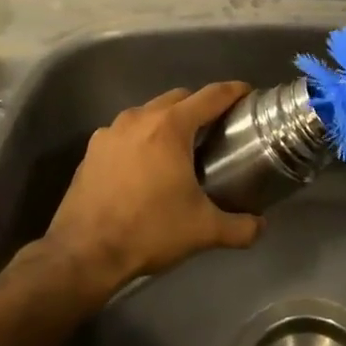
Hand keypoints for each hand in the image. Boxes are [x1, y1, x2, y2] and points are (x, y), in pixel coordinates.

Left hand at [40, 82, 261, 297]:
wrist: (84, 253)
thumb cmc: (149, 231)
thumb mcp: (203, 231)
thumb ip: (240, 227)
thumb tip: (260, 226)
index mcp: (170, 127)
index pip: (211, 96)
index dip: (233, 91)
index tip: (248, 94)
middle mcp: (140, 118)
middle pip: (179, 98)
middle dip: (200, 106)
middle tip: (217, 127)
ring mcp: (111, 131)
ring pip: (149, 112)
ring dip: (168, 121)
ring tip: (181, 147)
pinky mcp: (92, 149)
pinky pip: (125, 132)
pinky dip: (141, 139)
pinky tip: (145, 165)